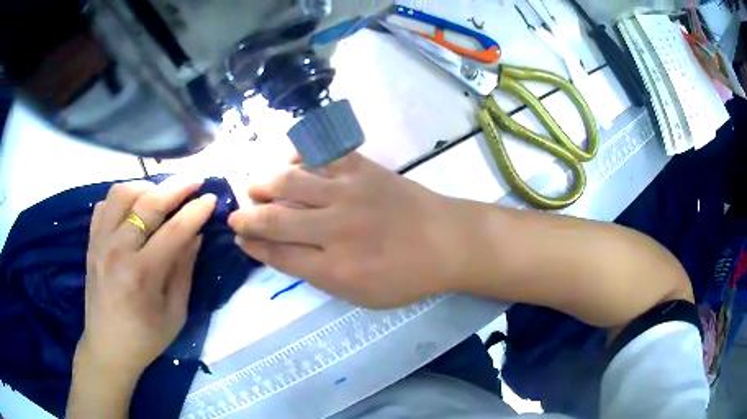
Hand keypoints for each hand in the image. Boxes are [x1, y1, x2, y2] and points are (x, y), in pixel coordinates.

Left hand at [78, 176, 216, 378]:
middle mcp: (117, 251)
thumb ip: (183, 270)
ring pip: (121, 193)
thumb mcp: (174, 312)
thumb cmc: (146, 339)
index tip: (212, 197)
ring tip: (161, 194)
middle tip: (195, 180)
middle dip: (176, 187)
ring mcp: (100, 243)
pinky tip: (133, 209)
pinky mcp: (91, 242)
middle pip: (147, 204)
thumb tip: (196, 234)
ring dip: (145, 187)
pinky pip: (104, 205)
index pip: (174, 231)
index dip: (195, 211)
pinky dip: (121, 199)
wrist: (108, 348)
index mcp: (141, 275)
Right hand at [228, 153, 470, 307]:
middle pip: (273, 219)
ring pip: (288, 182)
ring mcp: (347, 193)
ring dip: (261, 183)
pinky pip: (320, 153)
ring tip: (252, 187)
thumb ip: (320, 277)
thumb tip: (282, 254)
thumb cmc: (407, 276)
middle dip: (246, 217)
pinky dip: (297, 154)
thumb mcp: (362, 296)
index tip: (239, 239)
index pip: (277, 254)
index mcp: (334, 269)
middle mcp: (334, 229)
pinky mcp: (362, 168)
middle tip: (236, 216)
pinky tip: (287, 160)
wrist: (447, 241)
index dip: (252, 246)